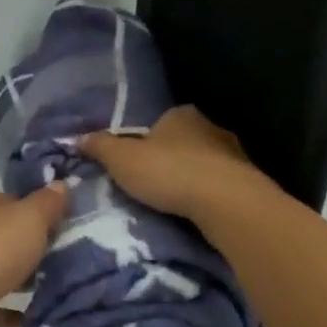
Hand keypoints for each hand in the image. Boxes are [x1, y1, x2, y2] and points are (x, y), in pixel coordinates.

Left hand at [0, 186, 67, 326]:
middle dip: (36, 247)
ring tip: (63, 288)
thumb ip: (47, 202)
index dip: (43, 212)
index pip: (16, 201)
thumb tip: (60, 184)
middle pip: (8, 235)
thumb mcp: (29, 218)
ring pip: (1, 269)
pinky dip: (13, 310)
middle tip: (72, 260)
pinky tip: (39, 316)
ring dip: (25, 279)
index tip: (70, 227)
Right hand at [80, 105, 260, 219]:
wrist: (227, 203)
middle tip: (151, 183)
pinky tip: (197, 212)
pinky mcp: (249, 182)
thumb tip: (77, 137)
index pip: (158, 123)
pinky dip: (208, 195)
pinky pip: (220, 186)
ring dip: (191, 178)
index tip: (135, 162)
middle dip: (169, 159)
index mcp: (180, 114)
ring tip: (173, 202)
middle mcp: (210, 127)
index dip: (144, 141)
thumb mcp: (121, 159)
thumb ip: (100, 147)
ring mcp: (234, 154)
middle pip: (182, 142)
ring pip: (204, 164)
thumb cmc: (169, 172)